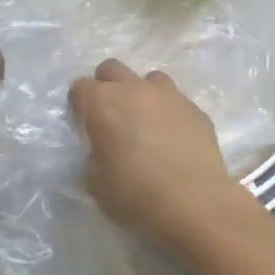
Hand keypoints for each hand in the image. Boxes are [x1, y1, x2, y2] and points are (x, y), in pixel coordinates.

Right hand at [69, 58, 242, 254]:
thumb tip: (102, 150)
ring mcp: (169, 96)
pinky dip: (169, 113)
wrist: (196, 205)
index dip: (79, 106)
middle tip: (111, 117)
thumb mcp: (95, 182)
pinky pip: (176, 101)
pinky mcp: (196, 110)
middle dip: (106, 87)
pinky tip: (173, 139)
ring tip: (145, 123)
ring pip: (149, 79)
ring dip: (141, 94)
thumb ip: (93, 156)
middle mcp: (134, 90)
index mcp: (102, 104)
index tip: (84, 126)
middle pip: (111, 69)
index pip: (79, 87)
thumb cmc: (136, 195)